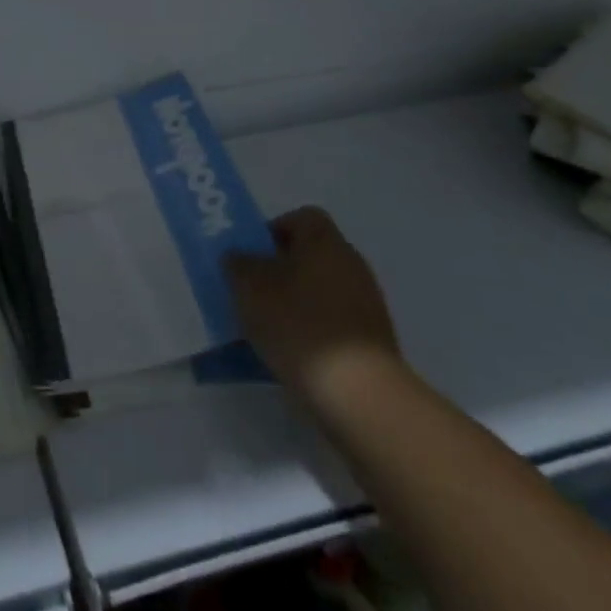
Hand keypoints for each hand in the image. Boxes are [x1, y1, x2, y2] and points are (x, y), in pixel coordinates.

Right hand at [226, 207, 403, 417]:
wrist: (358, 393)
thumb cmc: (299, 324)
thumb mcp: (249, 288)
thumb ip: (238, 264)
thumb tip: (237, 256)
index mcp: (325, 241)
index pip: (300, 217)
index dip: (272, 230)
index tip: (251, 256)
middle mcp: (351, 264)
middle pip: (309, 255)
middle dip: (279, 270)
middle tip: (251, 291)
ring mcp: (367, 303)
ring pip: (319, 290)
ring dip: (294, 302)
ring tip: (266, 327)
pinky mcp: (372, 340)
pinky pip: (332, 322)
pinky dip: (312, 330)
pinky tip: (291, 352)